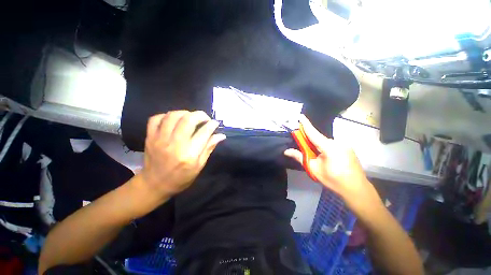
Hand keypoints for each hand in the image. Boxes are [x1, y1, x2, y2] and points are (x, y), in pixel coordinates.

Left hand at [140, 110, 225, 198]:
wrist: (154, 184)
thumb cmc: (181, 178)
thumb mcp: (199, 166)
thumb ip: (209, 148)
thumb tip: (221, 136)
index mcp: (189, 154)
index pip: (204, 132)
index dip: (212, 124)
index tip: (215, 123)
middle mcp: (175, 144)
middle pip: (188, 120)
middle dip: (200, 115)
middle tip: (205, 118)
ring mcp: (160, 139)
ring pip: (173, 116)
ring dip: (185, 113)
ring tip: (191, 117)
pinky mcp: (150, 137)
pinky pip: (156, 118)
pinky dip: (166, 115)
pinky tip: (174, 120)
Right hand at [284, 115, 380, 212]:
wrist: (356, 190)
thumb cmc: (333, 180)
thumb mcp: (314, 169)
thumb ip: (300, 157)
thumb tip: (286, 151)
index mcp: (328, 147)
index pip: (313, 133)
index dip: (305, 124)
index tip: (300, 116)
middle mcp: (337, 142)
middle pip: (319, 138)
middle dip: (309, 140)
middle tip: (303, 145)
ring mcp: (344, 145)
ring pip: (325, 142)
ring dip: (317, 145)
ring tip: (315, 156)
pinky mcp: (348, 149)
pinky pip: (332, 145)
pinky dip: (325, 147)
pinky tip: (325, 157)